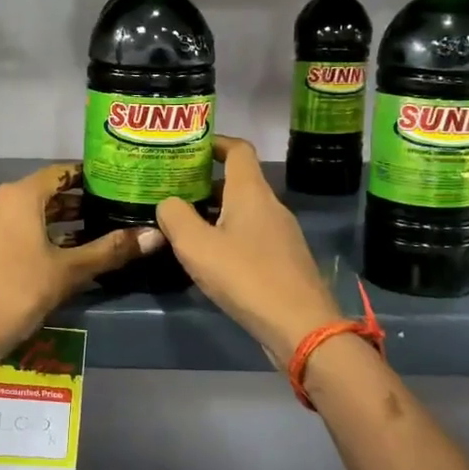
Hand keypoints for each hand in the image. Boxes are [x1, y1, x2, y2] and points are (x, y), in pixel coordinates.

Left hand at [0, 163, 161, 366]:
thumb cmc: (19, 290)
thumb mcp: (69, 270)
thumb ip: (110, 250)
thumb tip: (156, 236)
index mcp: (19, 196)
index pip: (60, 172)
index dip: (88, 177)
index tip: (114, 185)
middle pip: (43, 194)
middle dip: (75, 203)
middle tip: (109, 212)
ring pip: (26, 216)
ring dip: (56, 223)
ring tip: (89, 236)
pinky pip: (11, 232)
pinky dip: (35, 237)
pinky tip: (55, 259)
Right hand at [156, 135, 343, 364]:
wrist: (301, 326)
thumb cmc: (246, 276)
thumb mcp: (196, 246)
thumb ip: (175, 217)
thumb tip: (167, 203)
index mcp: (251, 192)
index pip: (238, 149)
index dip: (214, 142)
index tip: (188, 148)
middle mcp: (270, 205)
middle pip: (238, 181)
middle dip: (205, 183)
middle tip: (173, 191)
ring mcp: (282, 234)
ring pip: (244, 210)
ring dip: (215, 212)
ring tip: (184, 225)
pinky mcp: (284, 260)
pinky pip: (252, 235)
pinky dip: (229, 235)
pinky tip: (210, 259)